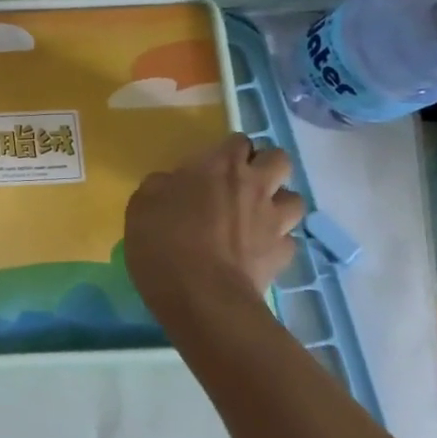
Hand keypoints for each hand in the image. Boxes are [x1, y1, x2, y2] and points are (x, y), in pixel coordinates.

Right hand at [124, 135, 305, 331]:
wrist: (202, 297)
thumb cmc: (164, 242)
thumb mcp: (142, 205)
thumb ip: (160, 186)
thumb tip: (171, 184)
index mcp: (219, 166)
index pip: (238, 140)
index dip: (228, 150)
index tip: (212, 165)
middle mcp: (254, 186)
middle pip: (279, 159)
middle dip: (265, 166)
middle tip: (242, 183)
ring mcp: (273, 221)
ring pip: (294, 199)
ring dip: (278, 203)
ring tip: (257, 216)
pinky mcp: (282, 255)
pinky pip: (288, 240)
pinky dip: (275, 242)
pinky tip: (258, 251)